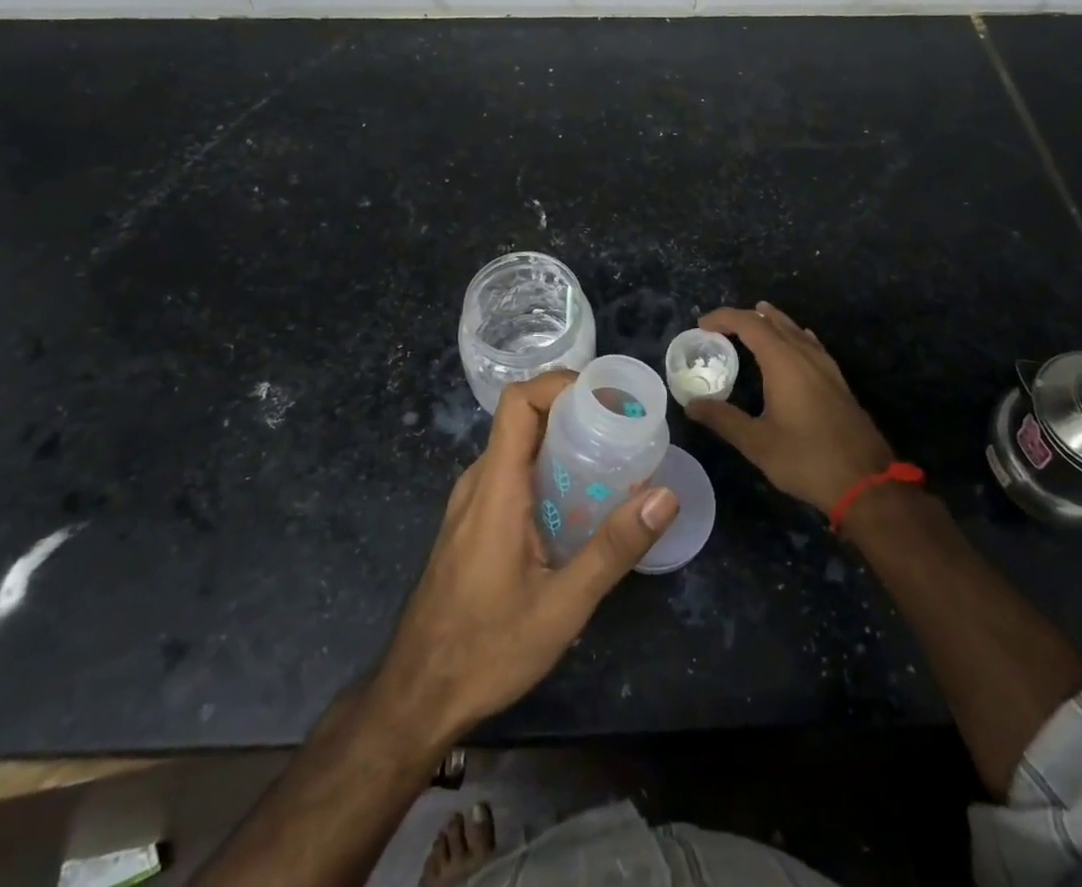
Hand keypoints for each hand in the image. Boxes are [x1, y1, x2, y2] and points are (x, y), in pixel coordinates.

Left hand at [373, 372, 678, 745]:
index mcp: (495, 486)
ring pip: (518, 449)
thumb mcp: (562, 606)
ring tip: (610, 464)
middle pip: (524, 421)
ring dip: (561, 445)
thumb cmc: (486, 649)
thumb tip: (664, 495)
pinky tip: (577, 507)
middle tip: (623, 432)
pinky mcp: (471, 524)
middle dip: (574, 415)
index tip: (606, 398)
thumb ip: (613, 548)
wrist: (416, 697)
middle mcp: (478, 482)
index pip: (519, 401)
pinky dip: (546, 472)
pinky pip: (511, 476)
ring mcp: (470, 503)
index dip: (560, 384)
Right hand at [688, 302, 894, 515]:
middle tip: (720, 327)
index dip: (723, 318)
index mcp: (783, 361)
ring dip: (771, 322)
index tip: (701, 326)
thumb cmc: (806, 459)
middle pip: (772, 321)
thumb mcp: (757, 443)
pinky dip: (793, 335)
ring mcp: (826, 366)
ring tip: (754, 319)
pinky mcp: (838, 381)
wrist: (865, 482)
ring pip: (795, 330)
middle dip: (745, 317)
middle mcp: (805, 355)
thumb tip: (691, 404)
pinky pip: (811, 343)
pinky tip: (795, 342)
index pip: (749, 323)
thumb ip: (723, 419)